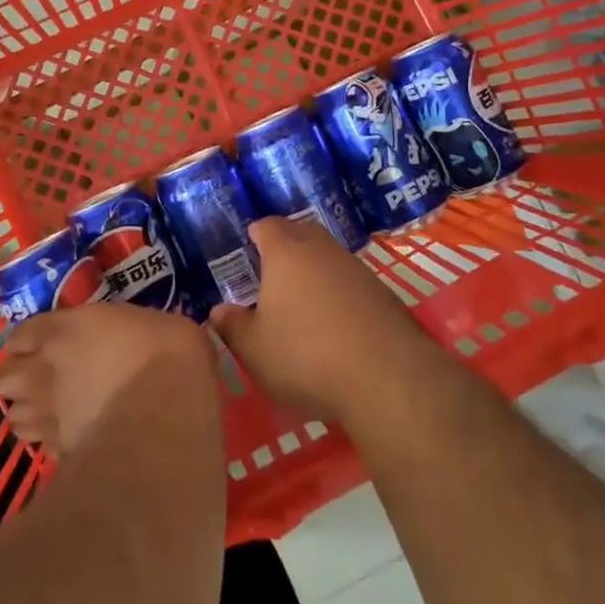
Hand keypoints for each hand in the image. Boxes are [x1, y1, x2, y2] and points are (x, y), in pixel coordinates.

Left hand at [0, 303, 216, 456]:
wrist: (164, 416)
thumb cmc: (164, 355)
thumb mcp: (154, 322)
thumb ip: (130, 329)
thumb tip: (144, 335)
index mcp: (63, 331)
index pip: (21, 334)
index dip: (24, 341)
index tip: (35, 344)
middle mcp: (44, 371)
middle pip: (3, 377)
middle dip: (12, 377)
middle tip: (30, 378)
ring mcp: (49, 415)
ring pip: (13, 417)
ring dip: (24, 411)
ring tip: (40, 411)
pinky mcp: (61, 452)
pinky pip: (40, 445)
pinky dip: (45, 441)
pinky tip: (63, 438)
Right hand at [209, 214, 432, 423]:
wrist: (386, 377)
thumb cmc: (306, 355)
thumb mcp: (254, 350)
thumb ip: (232, 326)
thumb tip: (218, 310)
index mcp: (286, 251)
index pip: (265, 226)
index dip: (254, 236)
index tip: (246, 252)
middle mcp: (321, 248)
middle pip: (300, 234)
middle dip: (285, 248)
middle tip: (270, 275)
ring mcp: (356, 267)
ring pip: (327, 257)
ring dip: (314, 272)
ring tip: (301, 303)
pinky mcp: (382, 292)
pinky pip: (350, 282)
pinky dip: (338, 294)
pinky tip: (334, 325)